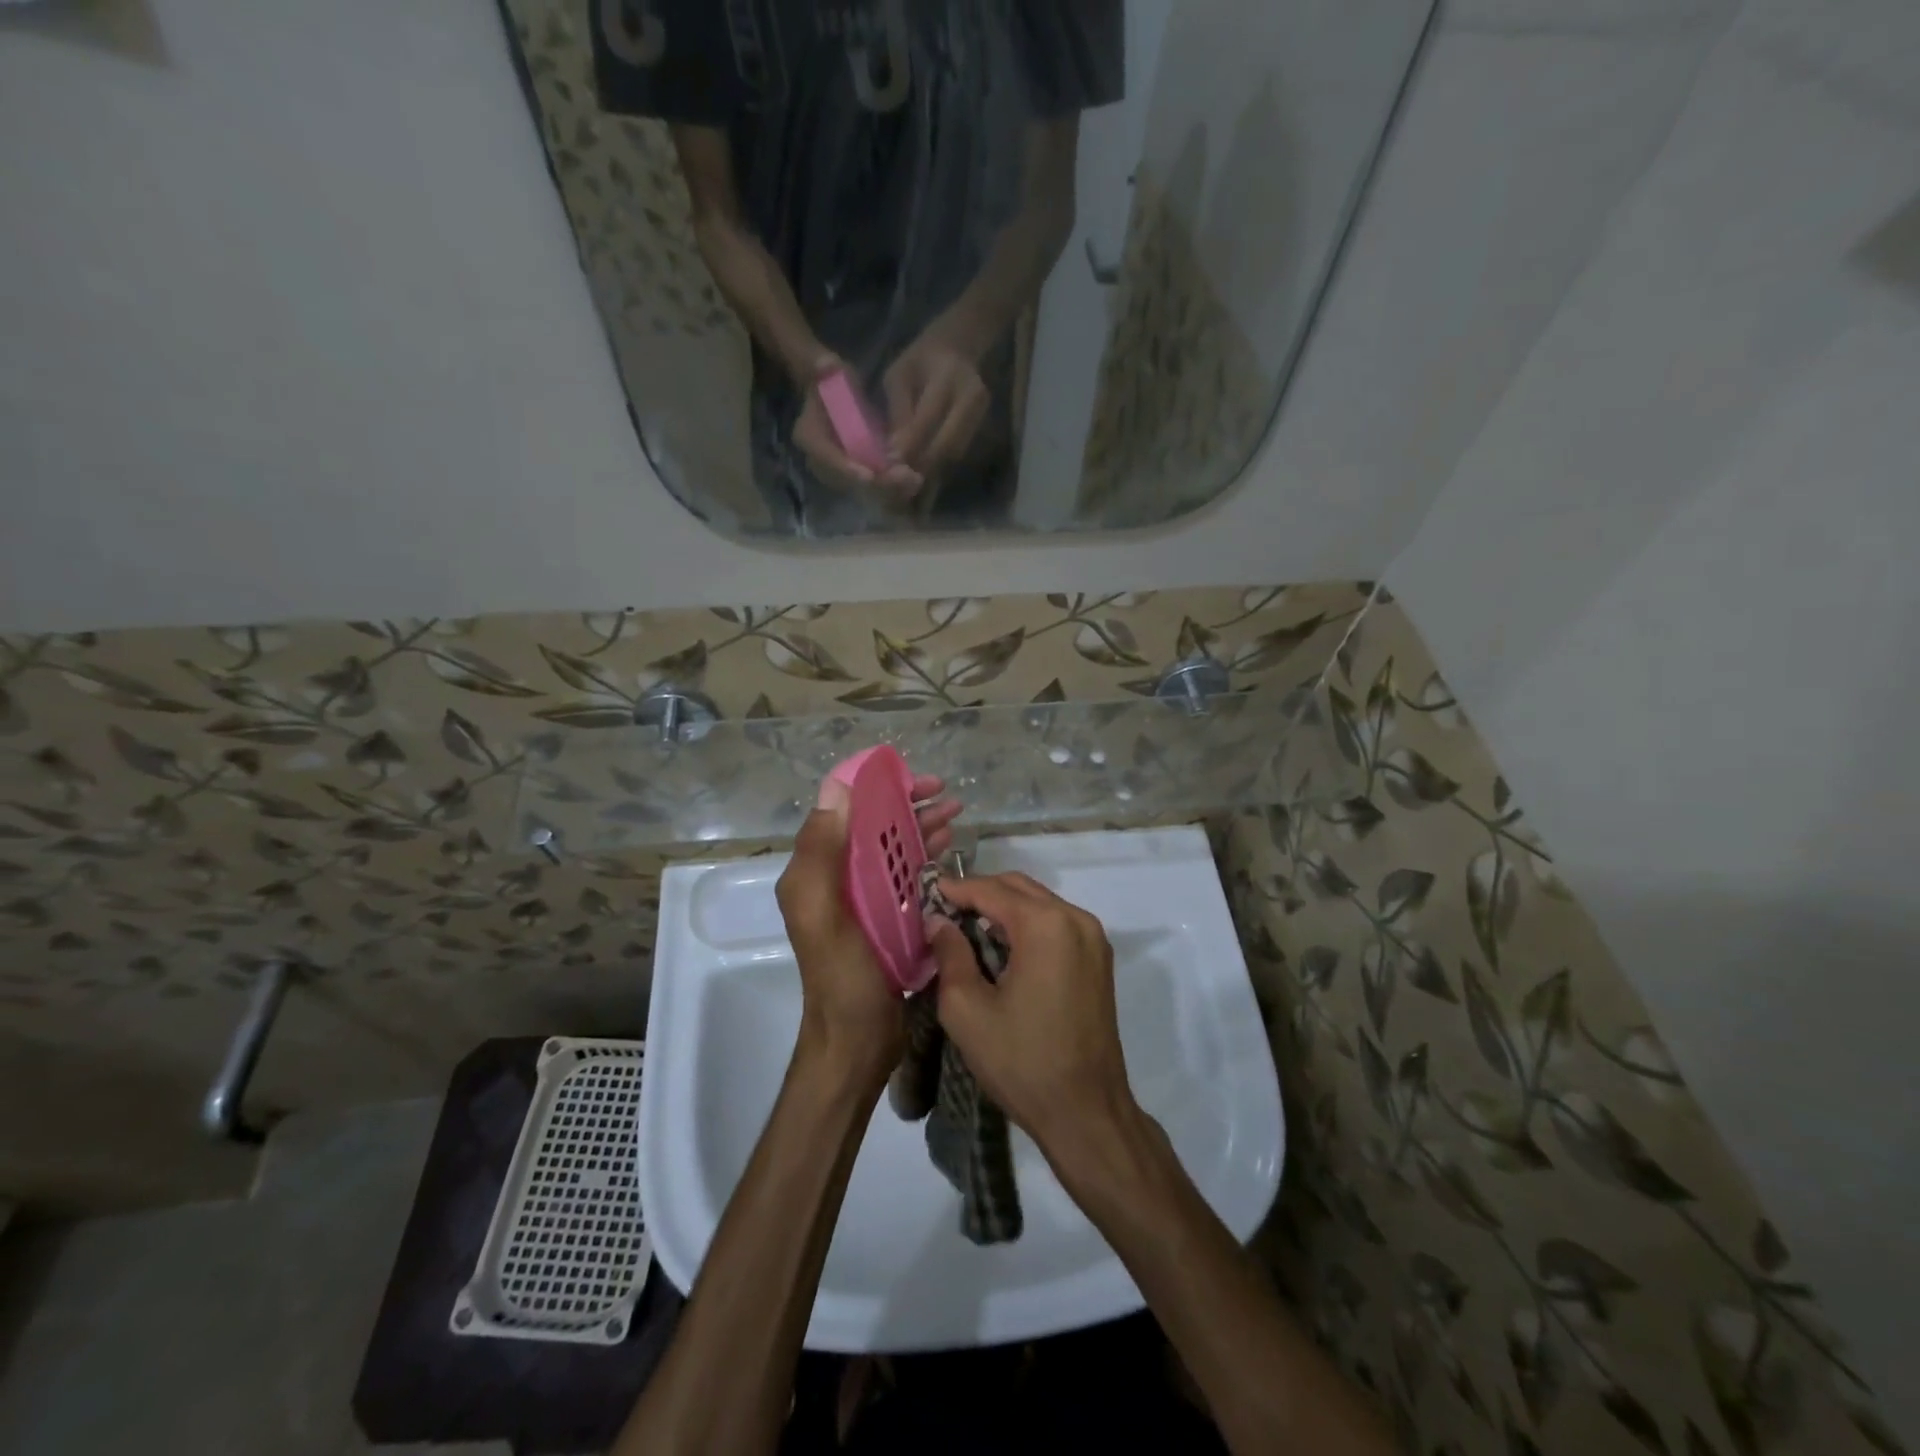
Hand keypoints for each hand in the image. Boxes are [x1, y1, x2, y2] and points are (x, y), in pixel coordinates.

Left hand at [776, 776, 961, 1086]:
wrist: (856, 1041)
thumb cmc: (841, 975)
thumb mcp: (822, 911)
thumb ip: (821, 851)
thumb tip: (837, 788)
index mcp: (816, 869)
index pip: (842, 809)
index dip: (875, 785)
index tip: (913, 779)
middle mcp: (836, 877)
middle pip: (872, 824)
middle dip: (907, 803)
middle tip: (947, 793)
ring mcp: (863, 898)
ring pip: (892, 847)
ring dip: (921, 826)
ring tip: (957, 814)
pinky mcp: (886, 917)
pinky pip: (905, 875)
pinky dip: (925, 856)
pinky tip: (949, 849)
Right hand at [792, 354, 923, 497]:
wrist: (831, 392)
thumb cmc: (830, 379)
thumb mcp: (826, 370)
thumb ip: (824, 369)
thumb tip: (826, 365)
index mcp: (808, 436)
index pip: (825, 456)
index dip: (846, 468)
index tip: (870, 476)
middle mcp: (819, 462)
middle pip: (847, 481)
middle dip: (876, 483)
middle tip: (904, 478)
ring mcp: (838, 472)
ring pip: (863, 488)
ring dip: (889, 487)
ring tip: (915, 480)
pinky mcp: (855, 474)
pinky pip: (873, 486)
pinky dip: (893, 486)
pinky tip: (915, 480)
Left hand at [882, 334, 988, 480]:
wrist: (957, 349)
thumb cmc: (920, 361)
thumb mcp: (899, 376)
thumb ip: (898, 411)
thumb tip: (894, 452)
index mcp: (947, 376)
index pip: (928, 418)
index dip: (909, 444)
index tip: (890, 462)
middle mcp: (971, 396)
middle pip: (948, 442)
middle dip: (922, 463)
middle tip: (901, 478)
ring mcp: (981, 413)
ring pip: (955, 452)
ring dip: (932, 468)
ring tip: (909, 476)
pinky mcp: (982, 425)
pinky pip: (959, 451)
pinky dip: (940, 463)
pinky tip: (923, 467)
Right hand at [925, 872, 1136, 1155]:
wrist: (1087, 1112)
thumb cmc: (1022, 1061)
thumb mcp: (967, 1009)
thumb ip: (950, 954)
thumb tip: (939, 922)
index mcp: (1046, 925)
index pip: (991, 890)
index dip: (955, 889)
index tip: (925, 895)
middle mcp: (1076, 919)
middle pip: (1019, 888)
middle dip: (980, 894)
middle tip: (943, 911)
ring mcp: (1093, 938)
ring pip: (1039, 903)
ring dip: (1003, 908)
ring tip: (966, 928)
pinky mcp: (1098, 959)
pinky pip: (1056, 924)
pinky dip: (1027, 925)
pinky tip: (1001, 948)